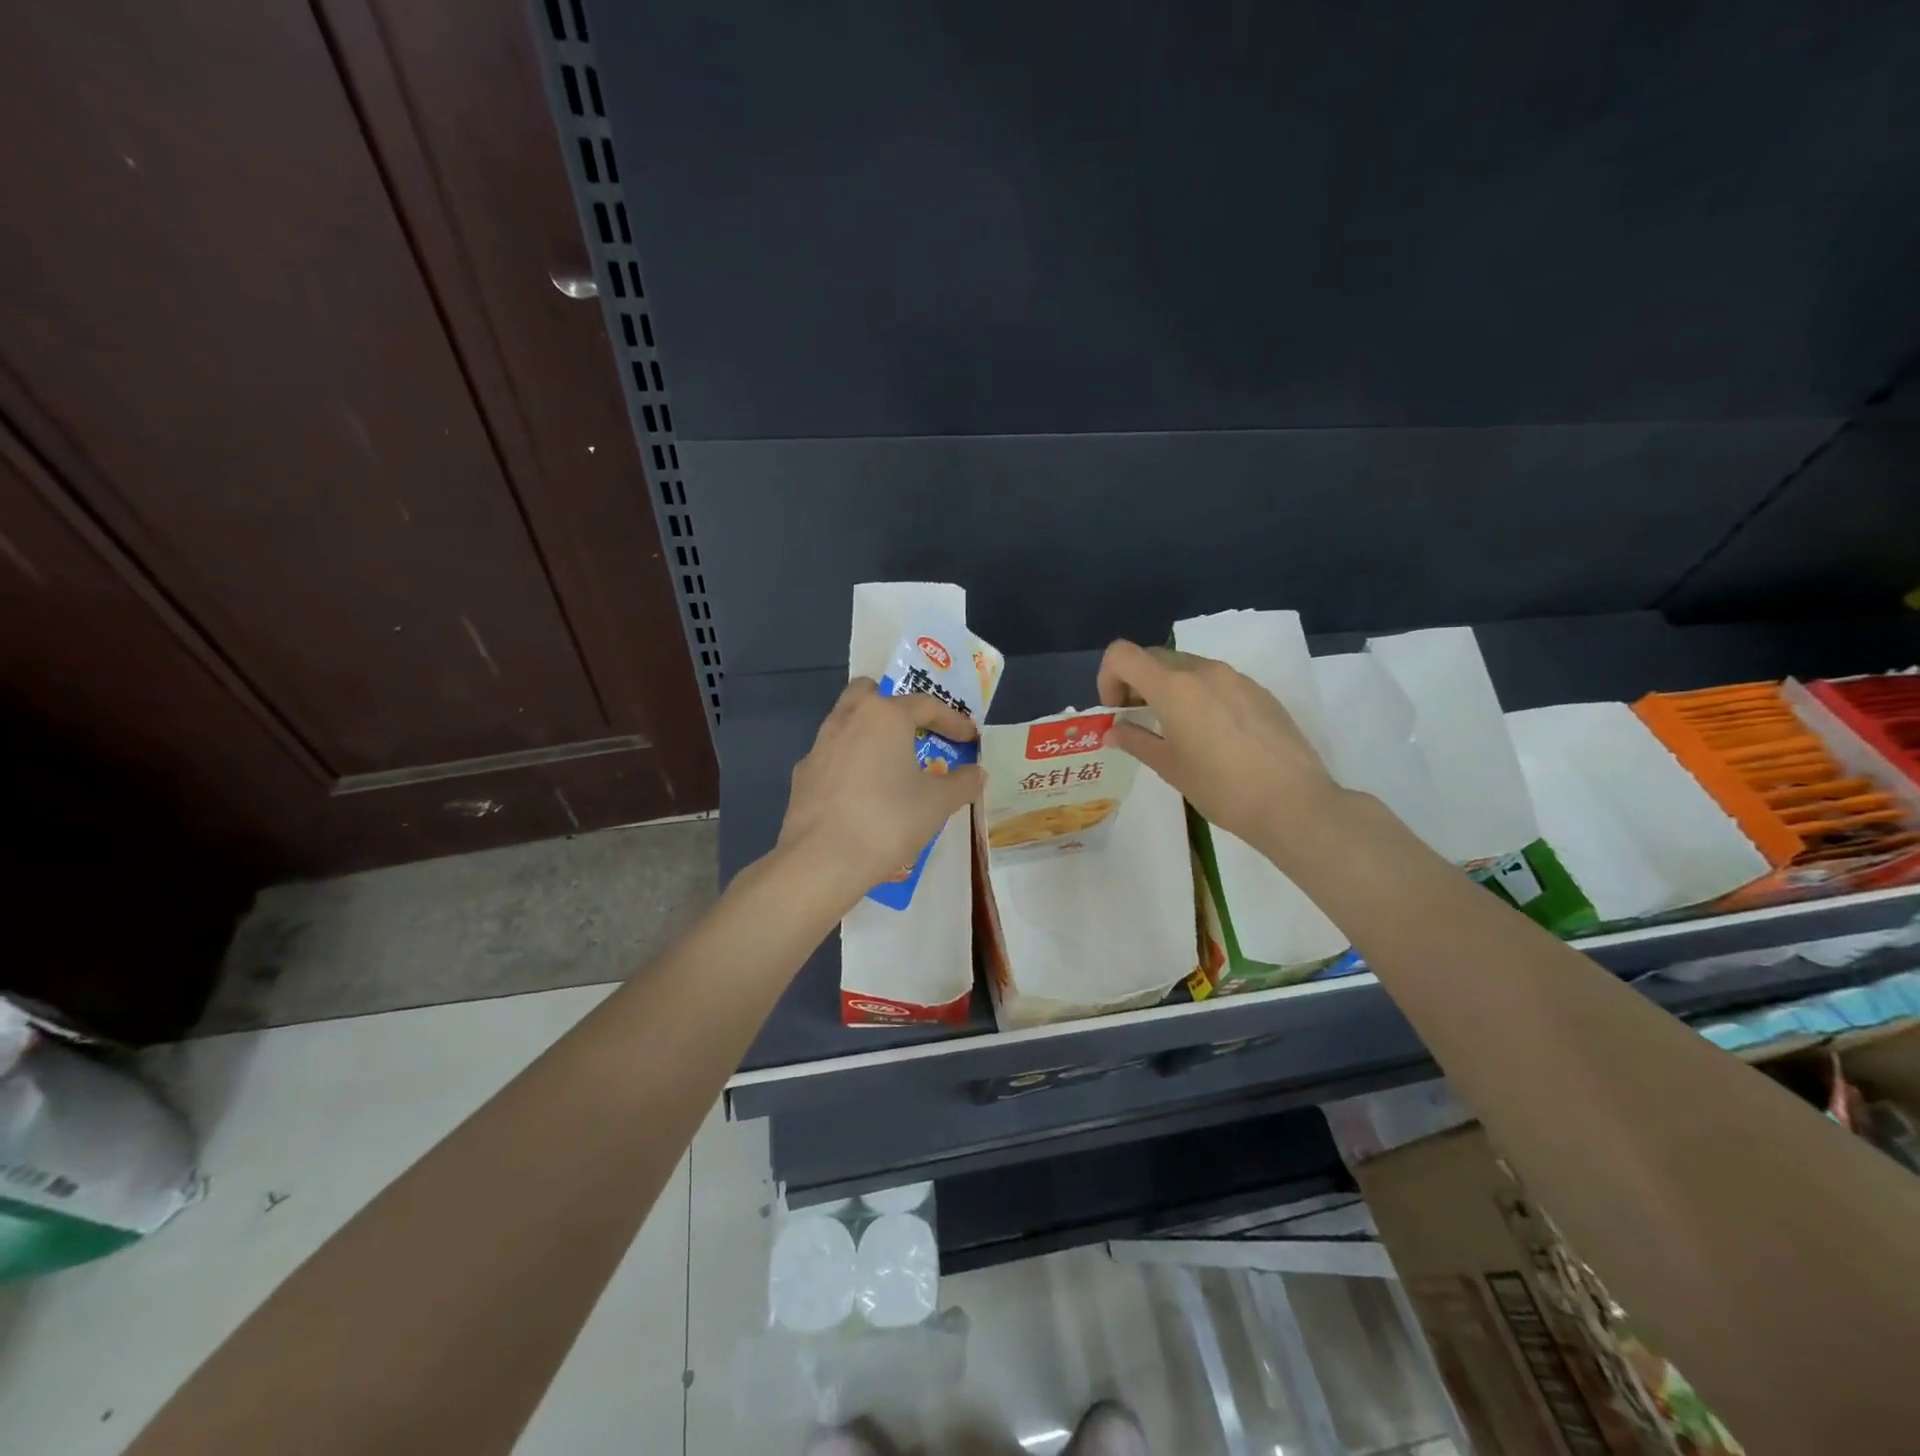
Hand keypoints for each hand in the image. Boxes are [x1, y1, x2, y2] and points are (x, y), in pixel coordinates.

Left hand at [774, 678, 983, 908]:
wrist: (822, 860)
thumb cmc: (888, 821)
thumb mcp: (938, 804)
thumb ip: (962, 783)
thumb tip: (976, 773)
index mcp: (884, 716)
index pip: (925, 704)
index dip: (952, 720)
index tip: (969, 739)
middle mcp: (848, 719)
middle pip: (871, 694)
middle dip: (895, 706)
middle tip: (916, 732)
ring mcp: (819, 746)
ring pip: (847, 723)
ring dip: (870, 734)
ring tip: (890, 765)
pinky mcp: (803, 775)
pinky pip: (832, 757)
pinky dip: (850, 764)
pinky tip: (862, 793)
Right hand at [1097, 639, 1342, 849]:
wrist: (1293, 803)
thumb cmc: (1221, 788)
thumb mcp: (1169, 767)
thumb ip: (1136, 741)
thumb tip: (1113, 731)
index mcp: (1173, 687)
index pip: (1122, 655)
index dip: (1108, 677)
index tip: (1117, 710)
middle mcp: (1203, 670)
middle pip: (1154, 658)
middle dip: (1137, 683)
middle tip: (1139, 720)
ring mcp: (1236, 678)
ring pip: (1187, 667)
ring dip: (1169, 688)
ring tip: (1177, 729)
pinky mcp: (1259, 691)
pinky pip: (1217, 681)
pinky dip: (1200, 695)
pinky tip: (1214, 735)